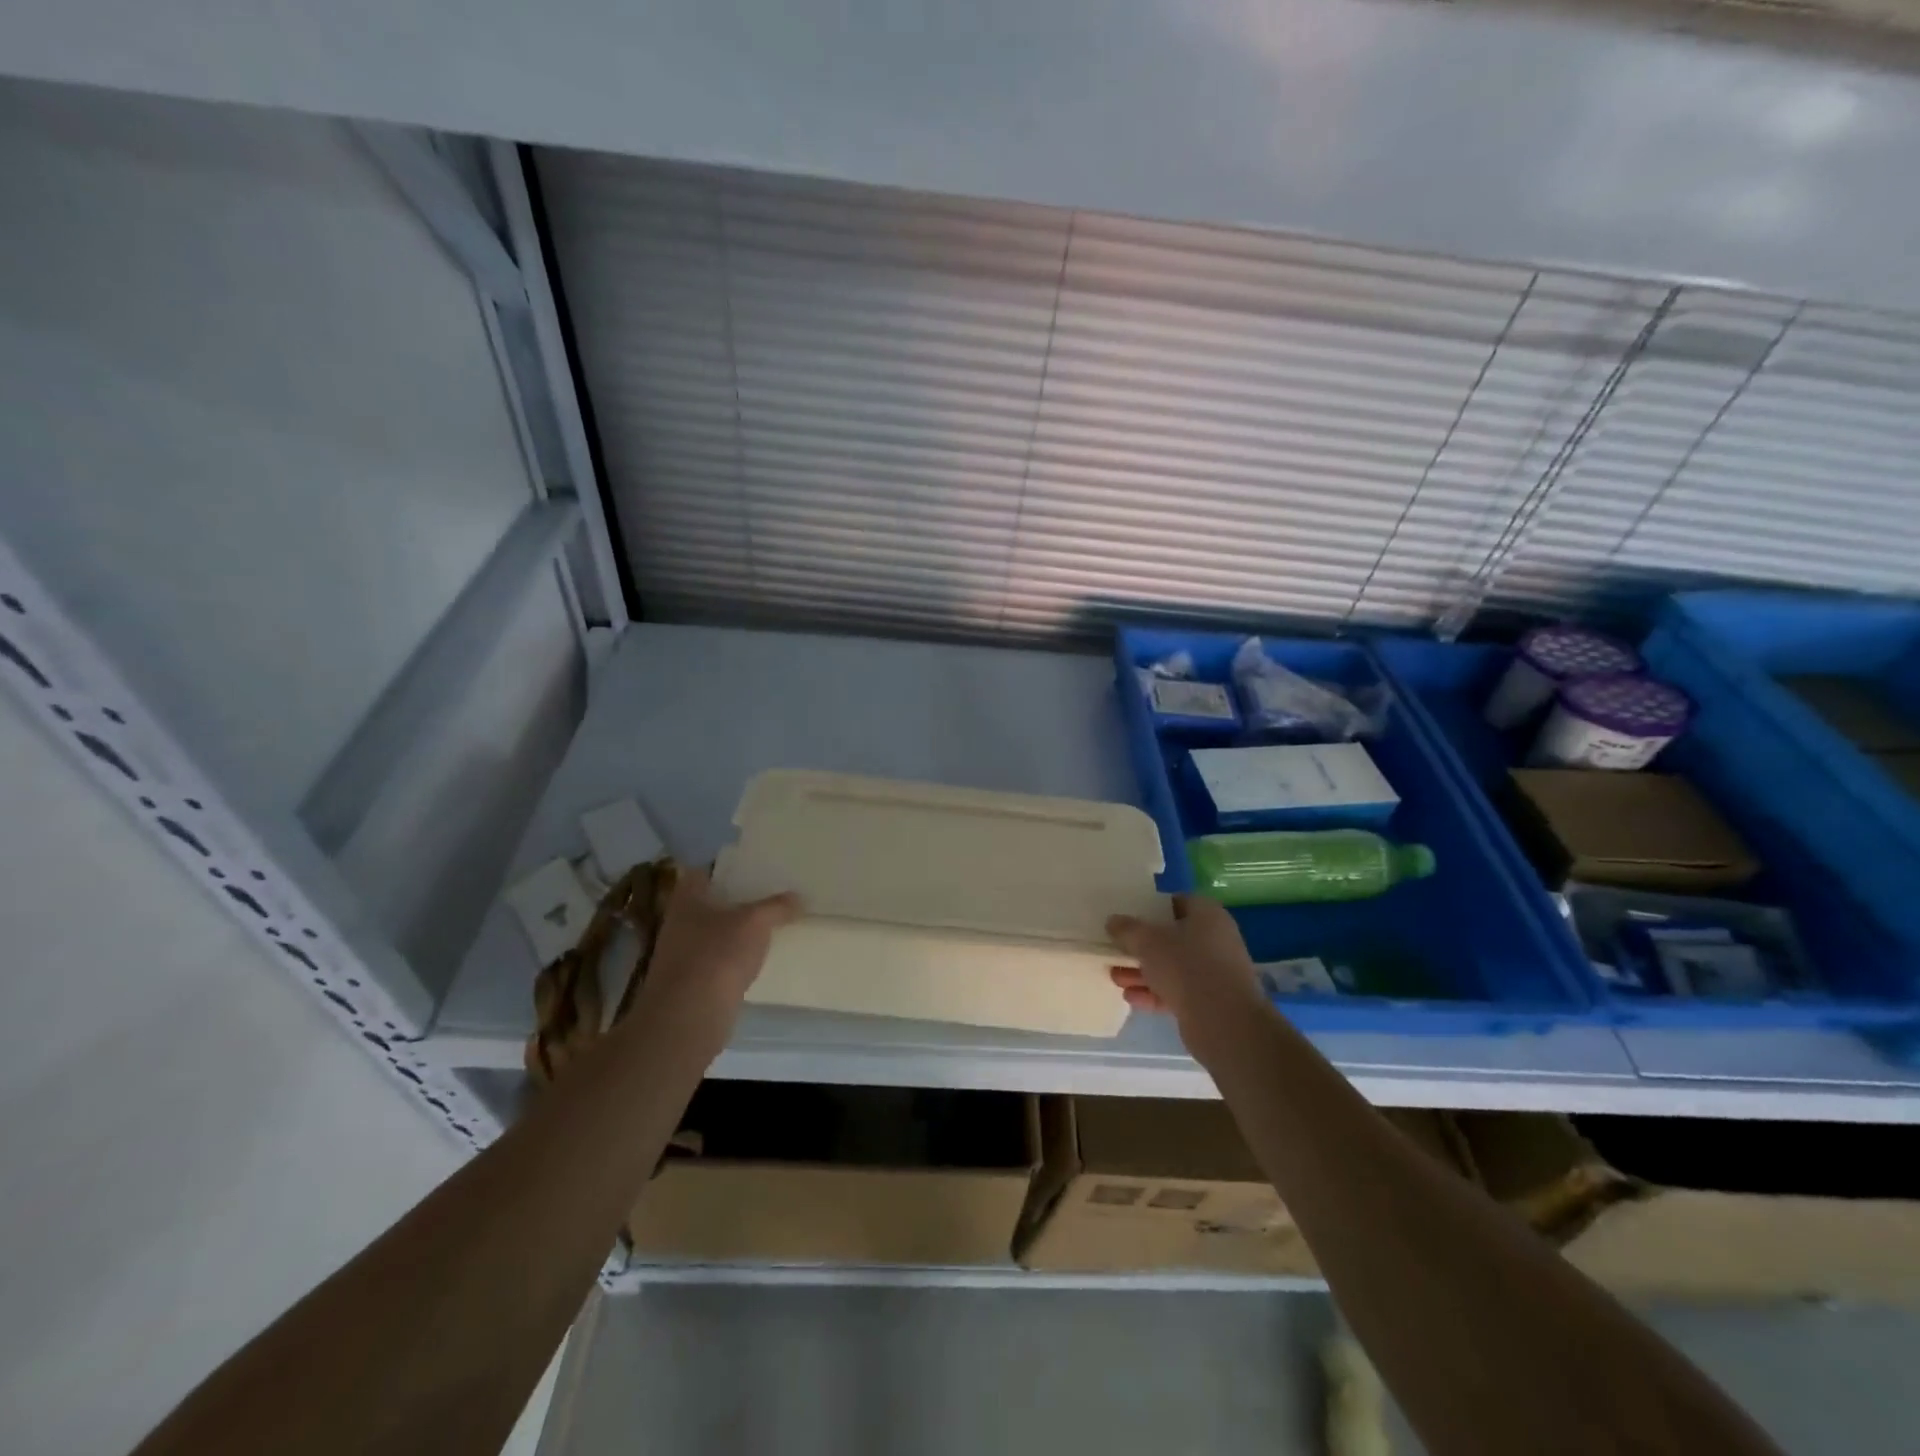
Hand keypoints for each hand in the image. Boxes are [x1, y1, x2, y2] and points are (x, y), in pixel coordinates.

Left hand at [629, 867, 800, 1038]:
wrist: (689, 1018)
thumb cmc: (718, 956)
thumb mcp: (755, 923)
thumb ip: (777, 907)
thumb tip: (799, 897)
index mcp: (688, 898)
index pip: (704, 870)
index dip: (727, 865)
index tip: (754, 863)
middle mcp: (680, 922)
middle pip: (712, 901)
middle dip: (738, 897)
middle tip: (772, 889)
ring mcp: (684, 954)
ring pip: (716, 931)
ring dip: (738, 928)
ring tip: (772, 920)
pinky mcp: (693, 982)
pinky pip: (720, 958)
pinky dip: (737, 955)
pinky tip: (759, 956)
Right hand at [1107, 894, 1265, 1047]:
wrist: (1224, 1023)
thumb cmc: (1186, 967)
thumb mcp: (1147, 941)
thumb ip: (1127, 929)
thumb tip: (1113, 921)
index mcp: (1207, 915)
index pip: (1177, 902)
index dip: (1151, 907)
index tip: (1128, 916)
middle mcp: (1216, 940)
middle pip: (1172, 937)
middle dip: (1142, 946)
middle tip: (1116, 950)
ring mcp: (1215, 973)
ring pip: (1173, 967)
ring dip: (1144, 972)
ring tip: (1115, 977)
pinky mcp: (1211, 1002)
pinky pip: (1178, 991)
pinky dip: (1155, 993)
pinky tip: (1131, 998)